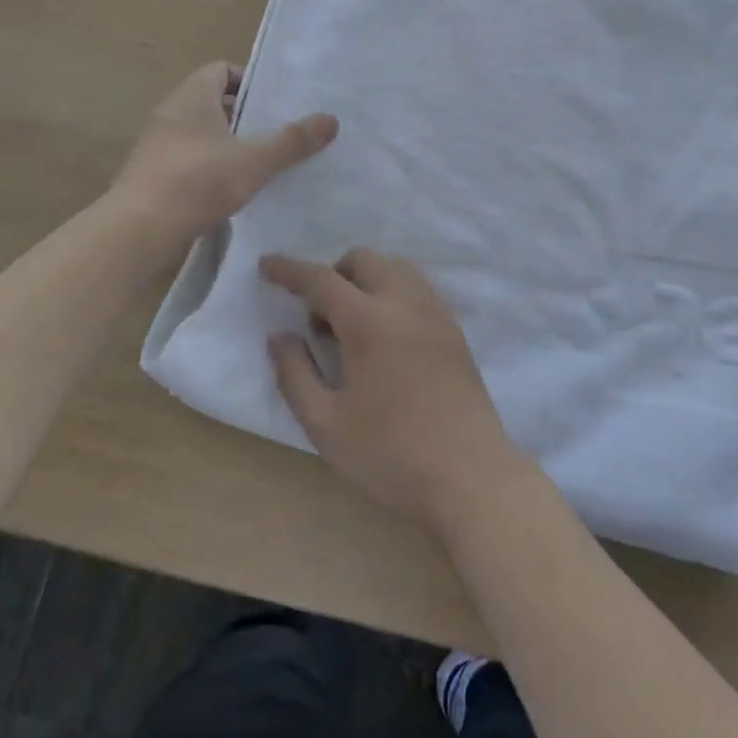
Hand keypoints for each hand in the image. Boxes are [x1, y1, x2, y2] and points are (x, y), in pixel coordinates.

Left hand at [113, 61, 337, 248]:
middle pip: (212, 101)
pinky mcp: (152, 174)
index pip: (220, 70)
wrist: (138, 230)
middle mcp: (170, 113)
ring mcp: (157, 144)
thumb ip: (293, 141)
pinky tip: (230, 190)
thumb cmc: (197, 182)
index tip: (273, 104)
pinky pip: (188, 158)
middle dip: (244, 116)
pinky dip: (209, 166)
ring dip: (227, 144)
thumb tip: (332, 119)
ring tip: (259, 164)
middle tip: (275, 134)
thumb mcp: (254, 161)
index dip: (248, 82)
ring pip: (200, 133)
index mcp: (191, 96)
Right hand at [262, 248, 531, 535]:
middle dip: (332, 273)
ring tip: (353, 328)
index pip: (321, 280)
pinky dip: (392, 293)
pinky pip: (417, 289)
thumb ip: (295, 374)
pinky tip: (386, 337)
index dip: (289, 270)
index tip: (266, 265)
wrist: (471, 477)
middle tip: (318, 318)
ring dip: (366, 280)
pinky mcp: (454, 331)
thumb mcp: (326, 425)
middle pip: (364, 260)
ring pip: (395, 268)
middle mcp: (405, 303)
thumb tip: (280, 336)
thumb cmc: (391, 454)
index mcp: (369, 321)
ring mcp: (436, 313)